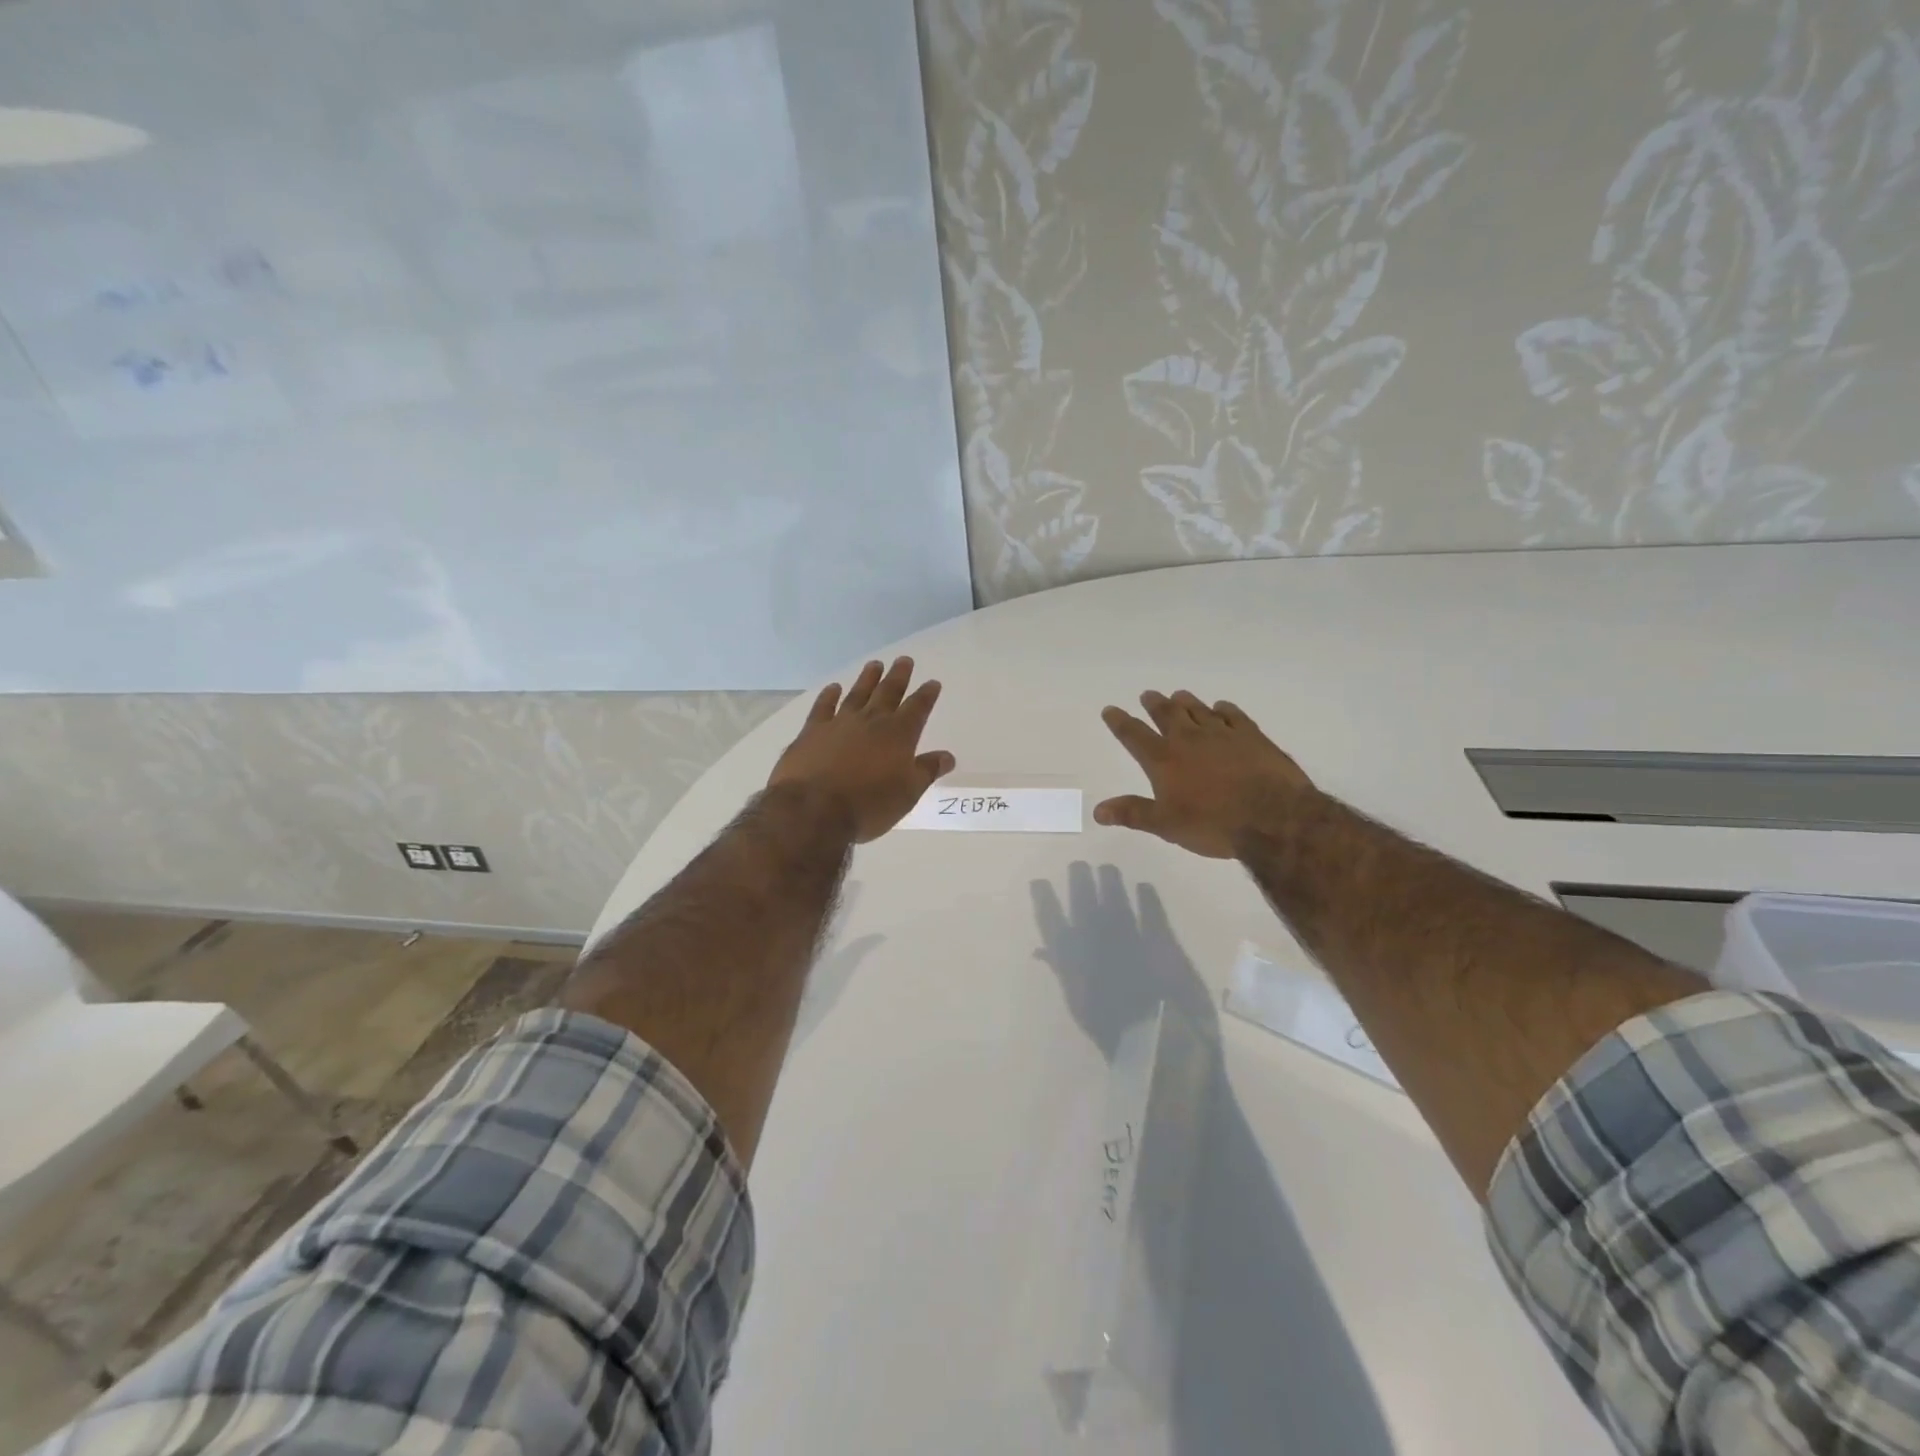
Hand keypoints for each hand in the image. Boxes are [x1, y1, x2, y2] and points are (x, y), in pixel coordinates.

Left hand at [768, 656, 954, 842]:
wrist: (814, 809)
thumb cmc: (869, 805)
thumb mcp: (907, 793)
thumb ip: (927, 771)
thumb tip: (948, 756)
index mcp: (899, 735)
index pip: (917, 708)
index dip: (926, 695)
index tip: (932, 683)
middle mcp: (871, 721)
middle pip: (888, 692)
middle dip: (898, 676)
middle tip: (904, 660)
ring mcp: (839, 723)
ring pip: (858, 694)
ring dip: (868, 679)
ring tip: (875, 664)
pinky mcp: (812, 731)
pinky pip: (823, 707)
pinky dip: (829, 696)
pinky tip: (834, 688)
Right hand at [1094, 690, 1313, 857]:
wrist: (1273, 817)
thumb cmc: (1213, 824)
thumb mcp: (1166, 825)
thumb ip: (1133, 814)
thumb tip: (1098, 811)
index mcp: (1164, 760)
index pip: (1134, 735)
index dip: (1120, 722)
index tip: (1110, 709)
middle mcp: (1189, 739)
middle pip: (1166, 714)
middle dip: (1154, 704)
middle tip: (1148, 695)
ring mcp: (1222, 734)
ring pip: (1198, 710)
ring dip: (1186, 702)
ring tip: (1178, 695)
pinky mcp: (1252, 736)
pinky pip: (1233, 715)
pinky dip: (1223, 709)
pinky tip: (1221, 707)